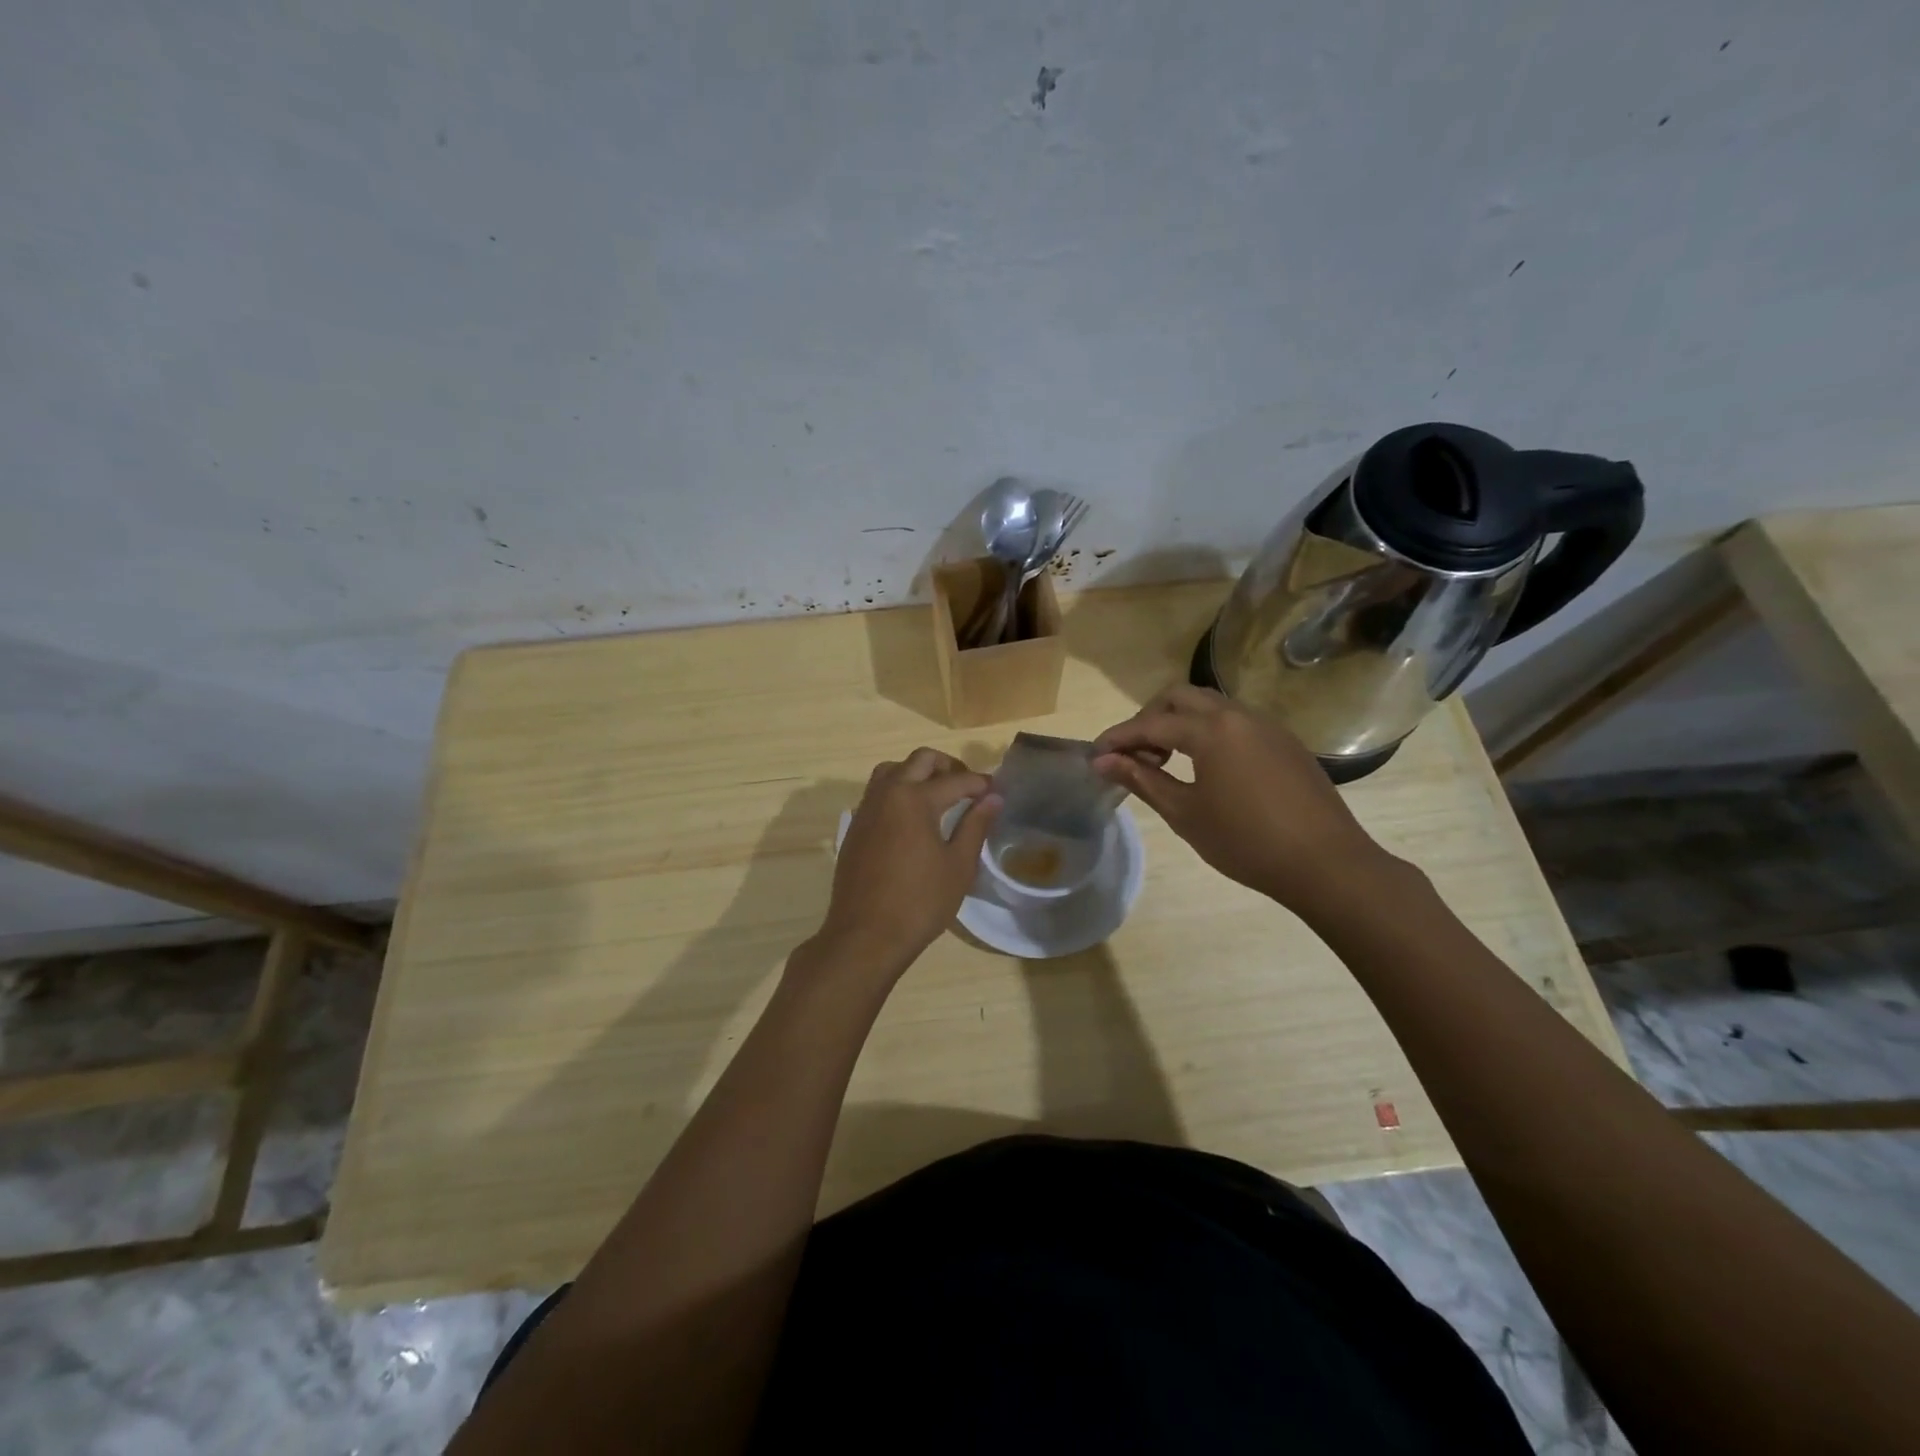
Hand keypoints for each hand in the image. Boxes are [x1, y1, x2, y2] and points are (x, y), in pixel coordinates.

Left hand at [814, 749, 1000, 977]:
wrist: (865, 935)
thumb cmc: (920, 902)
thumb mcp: (958, 866)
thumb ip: (975, 825)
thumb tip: (993, 798)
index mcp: (915, 799)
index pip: (956, 780)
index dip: (981, 784)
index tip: (997, 791)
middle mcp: (887, 793)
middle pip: (920, 760)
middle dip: (948, 766)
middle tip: (968, 787)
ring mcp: (866, 808)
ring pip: (892, 770)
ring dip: (917, 772)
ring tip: (938, 795)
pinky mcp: (855, 826)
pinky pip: (877, 792)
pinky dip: (898, 790)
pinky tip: (912, 817)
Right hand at [1092, 685, 1396, 911]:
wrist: (1326, 863)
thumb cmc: (1246, 842)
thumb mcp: (1186, 813)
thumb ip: (1142, 780)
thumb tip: (1102, 761)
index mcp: (1212, 730)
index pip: (1152, 723)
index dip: (1119, 737)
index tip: (1096, 754)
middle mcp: (1239, 715)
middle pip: (1181, 697)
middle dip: (1150, 717)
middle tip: (1134, 753)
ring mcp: (1267, 725)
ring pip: (1211, 705)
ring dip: (1181, 722)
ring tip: (1166, 760)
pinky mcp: (1285, 742)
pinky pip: (1235, 721)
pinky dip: (1209, 731)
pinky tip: (1205, 766)